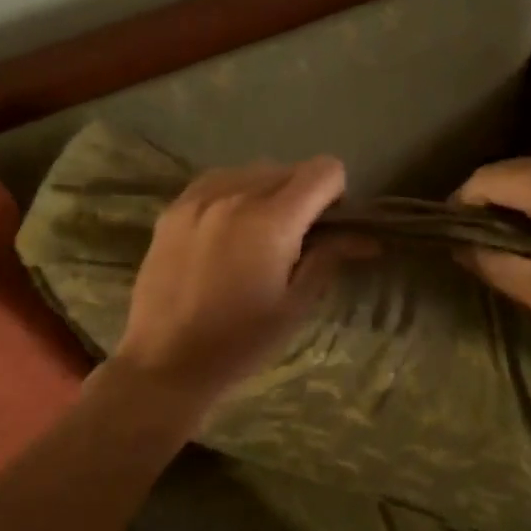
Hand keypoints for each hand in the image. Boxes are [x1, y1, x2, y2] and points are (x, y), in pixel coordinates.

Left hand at [113, 157, 358, 403]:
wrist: (164, 362)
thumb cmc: (239, 343)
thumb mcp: (294, 306)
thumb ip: (329, 258)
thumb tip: (366, 238)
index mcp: (271, 220)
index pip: (324, 170)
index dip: (336, 195)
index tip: (328, 227)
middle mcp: (235, 194)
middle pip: (290, 168)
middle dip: (304, 195)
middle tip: (296, 238)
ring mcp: (199, 197)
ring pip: (253, 170)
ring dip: (269, 191)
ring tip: (258, 234)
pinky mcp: (174, 208)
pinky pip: (218, 180)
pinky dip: (235, 193)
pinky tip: (228, 229)